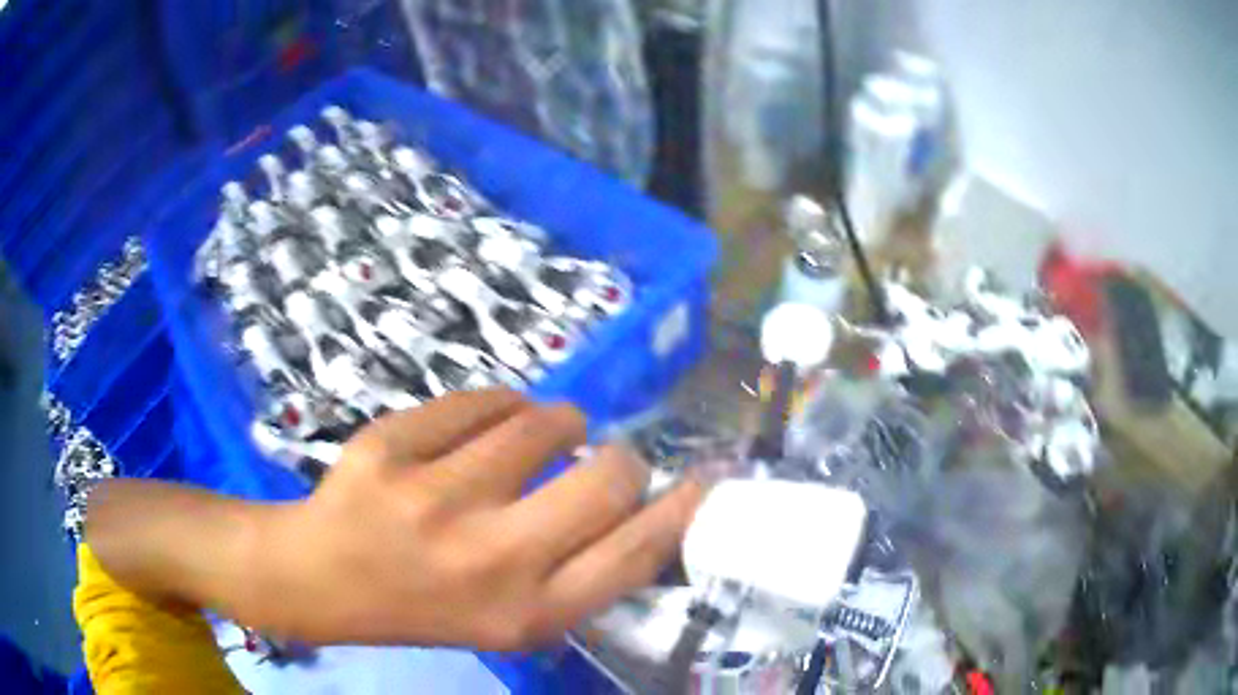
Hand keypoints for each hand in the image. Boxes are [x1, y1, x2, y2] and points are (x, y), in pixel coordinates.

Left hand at [237, 389, 702, 648]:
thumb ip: (581, 574)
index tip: (706, 477)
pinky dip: (497, 405)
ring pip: (544, 422)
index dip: (682, 508)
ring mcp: (432, 498)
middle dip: (621, 458)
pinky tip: (482, 426)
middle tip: (601, 456)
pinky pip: (482, 399)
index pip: (636, 552)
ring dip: (557, 423)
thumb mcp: (513, 619)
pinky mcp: (390, 447)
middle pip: (609, 476)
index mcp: (527, 612)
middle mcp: (489, 560)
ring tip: (537, 435)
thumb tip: (647, 507)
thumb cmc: (428, 606)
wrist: (323, 579)